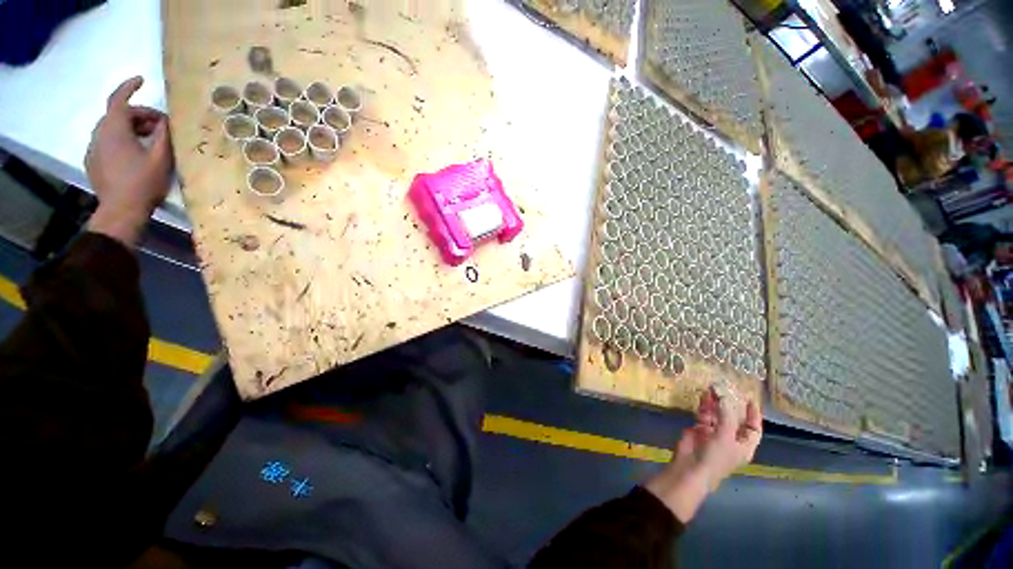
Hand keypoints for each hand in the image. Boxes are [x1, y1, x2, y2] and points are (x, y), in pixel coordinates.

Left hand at [85, 76, 172, 246]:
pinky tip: (135, 155)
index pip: (119, 99)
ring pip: (112, 129)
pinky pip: (107, 143)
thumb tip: (166, 121)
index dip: (130, 87)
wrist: (121, 211)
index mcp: (114, 129)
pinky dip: (122, 141)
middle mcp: (99, 133)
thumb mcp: (160, 157)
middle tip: (160, 127)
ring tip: (150, 142)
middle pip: (118, 115)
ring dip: (131, 129)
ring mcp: (93, 149)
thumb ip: (163, 135)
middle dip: (139, 116)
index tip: (142, 81)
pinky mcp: (93, 163)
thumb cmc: (143, 182)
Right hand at [645, 387, 762, 522]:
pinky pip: (704, 414)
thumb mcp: (726, 436)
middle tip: (728, 388)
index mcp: (743, 445)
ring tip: (714, 387)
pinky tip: (704, 395)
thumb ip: (726, 415)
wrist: (691, 468)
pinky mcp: (698, 429)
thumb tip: (724, 396)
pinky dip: (704, 405)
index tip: (750, 399)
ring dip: (716, 402)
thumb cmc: (716, 457)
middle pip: (734, 418)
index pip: (753, 429)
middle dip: (731, 404)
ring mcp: (713, 434)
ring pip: (717, 415)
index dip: (753, 415)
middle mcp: (730, 438)